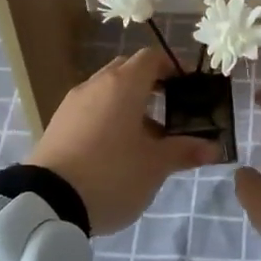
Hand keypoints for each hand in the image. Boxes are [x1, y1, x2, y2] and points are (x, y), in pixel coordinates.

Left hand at [28, 49, 220, 236]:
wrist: (47, 202)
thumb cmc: (112, 174)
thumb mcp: (155, 166)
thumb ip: (184, 151)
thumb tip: (213, 147)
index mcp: (123, 85)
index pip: (151, 58)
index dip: (171, 67)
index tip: (186, 87)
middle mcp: (96, 85)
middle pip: (127, 71)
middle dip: (149, 85)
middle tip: (169, 109)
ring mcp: (72, 103)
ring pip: (107, 91)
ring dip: (128, 104)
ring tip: (145, 137)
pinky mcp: (57, 124)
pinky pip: (89, 109)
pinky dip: (107, 118)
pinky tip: (116, 150)